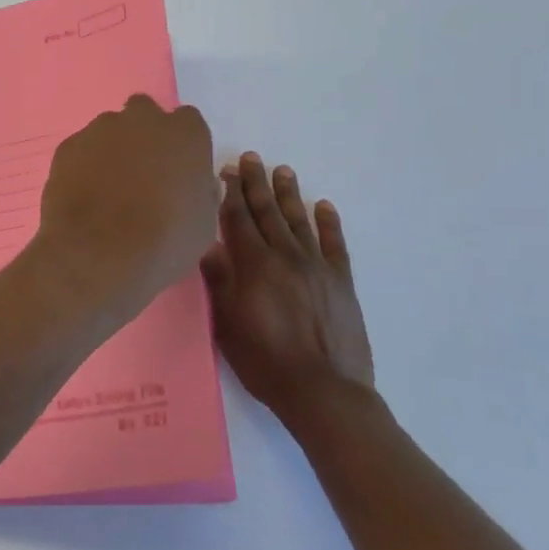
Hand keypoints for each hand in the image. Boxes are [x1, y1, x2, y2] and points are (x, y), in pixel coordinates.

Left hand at [33, 96, 219, 319]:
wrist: (99, 253)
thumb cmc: (165, 242)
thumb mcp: (203, 224)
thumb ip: (199, 193)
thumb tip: (193, 186)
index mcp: (185, 133)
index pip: (187, 123)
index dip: (181, 146)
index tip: (177, 170)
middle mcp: (143, 119)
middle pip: (144, 113)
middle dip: (143, 135)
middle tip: (141, 173)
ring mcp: (100, 129)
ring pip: (109, 130)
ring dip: (111, 150)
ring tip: (107, 191)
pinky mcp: (68, 146)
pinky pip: (80, 149)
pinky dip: (83, 166)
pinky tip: (83, 196)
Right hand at [201, 153, 375, 416]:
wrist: (324, 392)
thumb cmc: (265, 360)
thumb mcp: (227, 323)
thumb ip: (219, 280)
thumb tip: (206, 244)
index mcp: (255, 265)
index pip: (238, 219)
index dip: (230, 193)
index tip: (226, 171)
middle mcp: (286, 256)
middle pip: (268, 212)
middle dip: (257, 183)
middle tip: (251, 158)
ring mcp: (318, 267)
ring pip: (299, 221)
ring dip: (289, 194)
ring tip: (283, 170)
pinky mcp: (341, 283)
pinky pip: (335, 244)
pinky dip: (329, 223)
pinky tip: (324, 206)